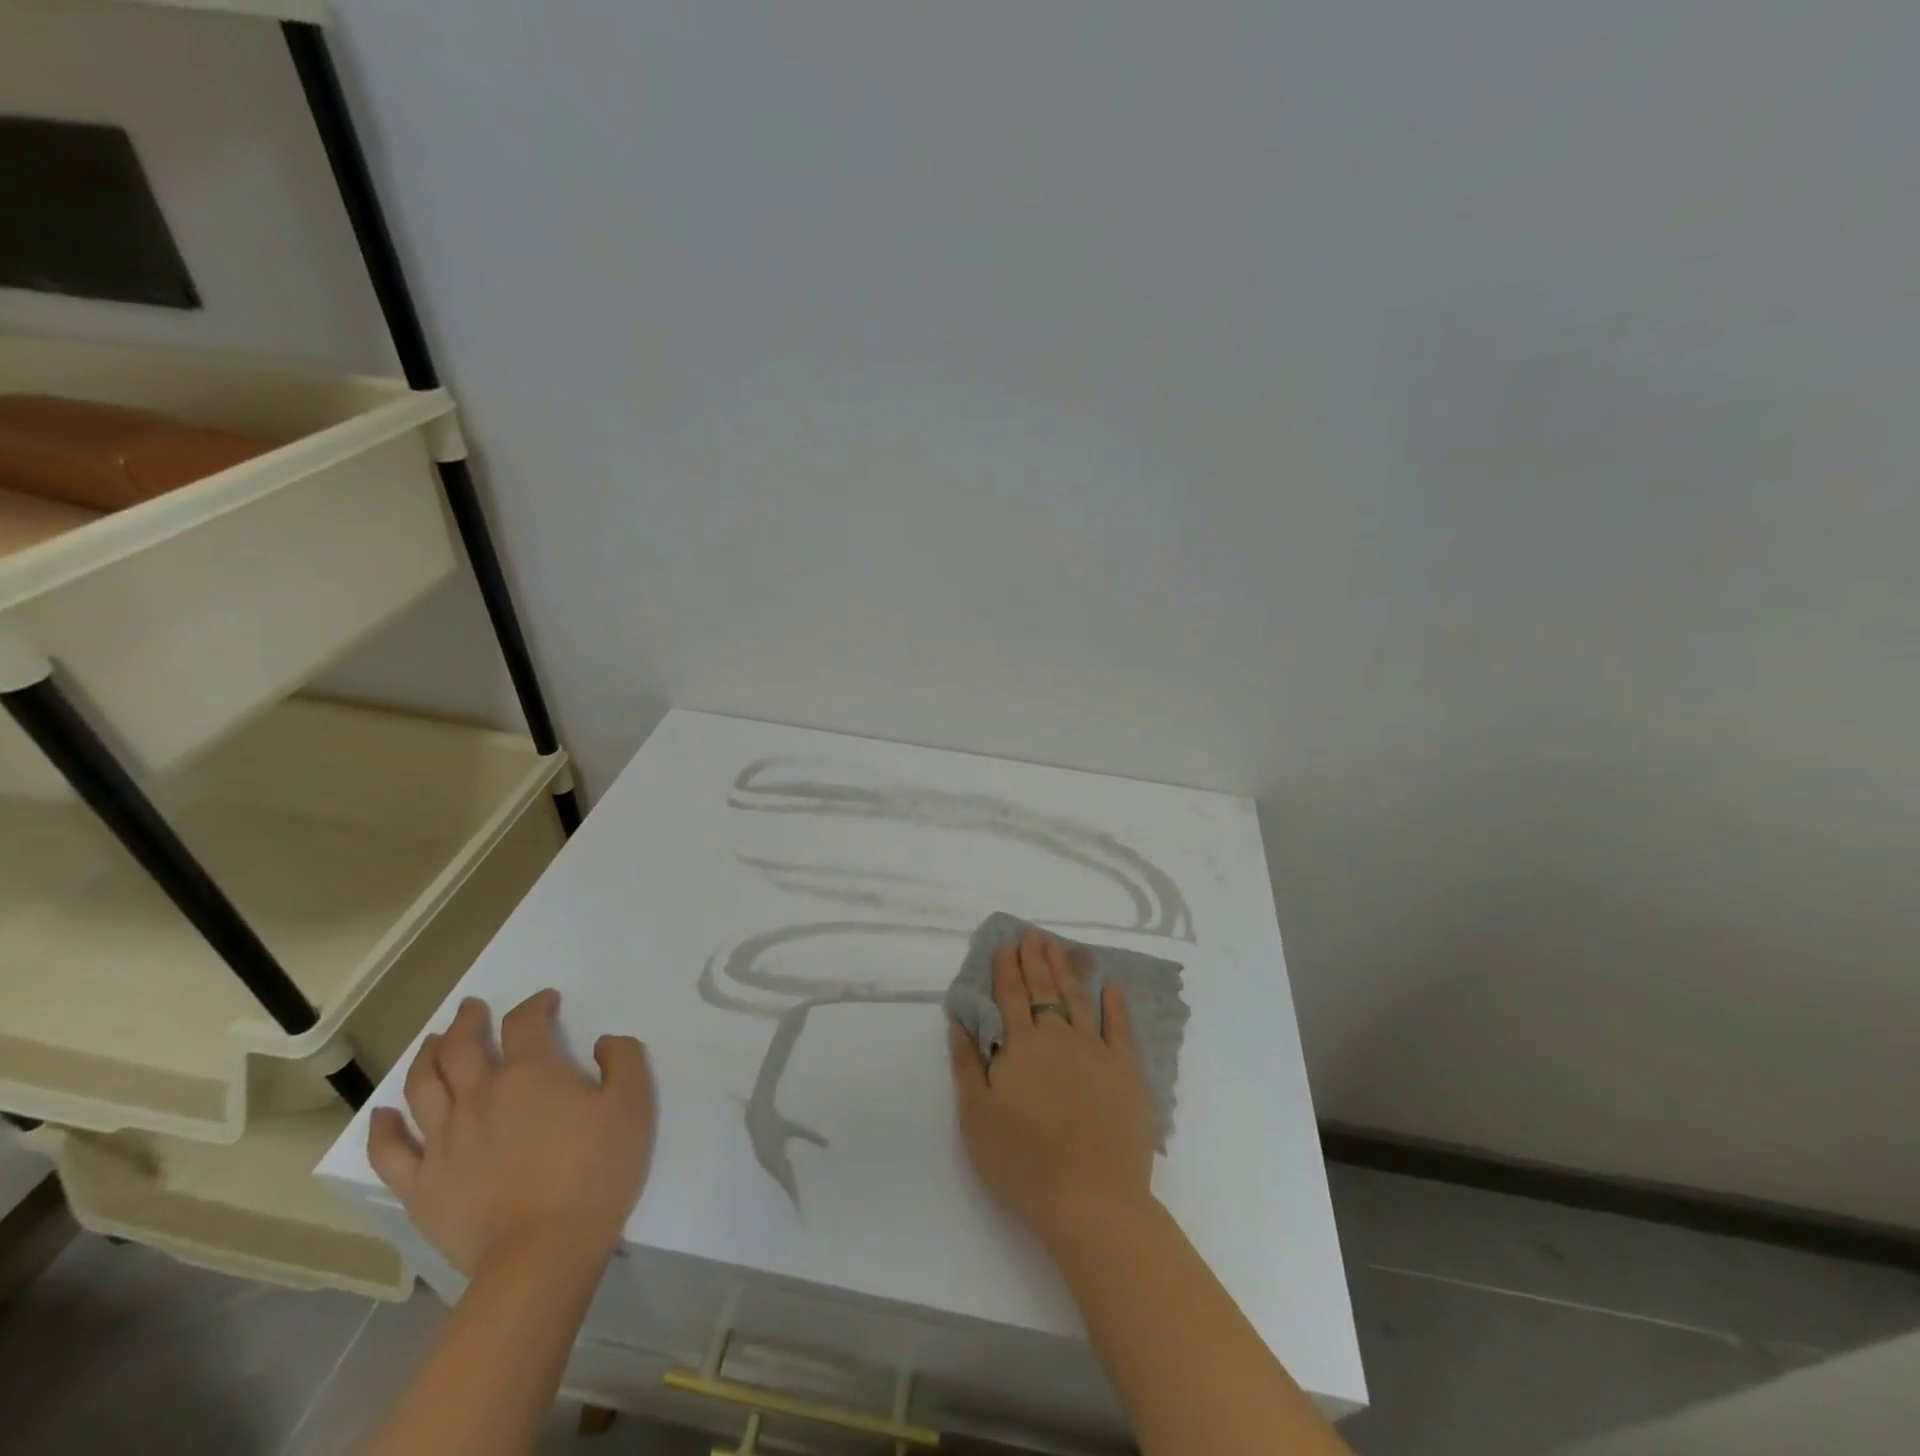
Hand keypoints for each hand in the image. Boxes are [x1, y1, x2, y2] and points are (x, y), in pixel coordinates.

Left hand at [368, 989, 654, 1276]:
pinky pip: (391, 1151)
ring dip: (427, 1057)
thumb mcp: (632, 1105)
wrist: (543, 1252)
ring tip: (433, 1043)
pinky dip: (384, 1128)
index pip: (525, 1023)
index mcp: (531, 1073)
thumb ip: (623, 1060)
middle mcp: (480, 1096)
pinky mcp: (421, 1185)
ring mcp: (444, 1140)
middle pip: (463, 1046)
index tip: (546, 1002)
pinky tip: (384, 1115)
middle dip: (468, 1021)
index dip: (535, 1005)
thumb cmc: (595, 1171)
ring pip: (423, 1086)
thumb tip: (603, 1042)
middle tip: (472, 1008)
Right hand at [949, 928, 1157, 1248]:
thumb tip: (960, 1018)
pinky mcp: (1127, 1071)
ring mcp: (1097, 1051)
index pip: (1010, 996)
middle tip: (1034, 935)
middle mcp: (1059, 1037)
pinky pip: (1120, 1027)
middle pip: (1045, 989)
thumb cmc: (1023, 1164)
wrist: (1092, 1202)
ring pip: (1079, 999)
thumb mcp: (976, 1117)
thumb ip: (966, 1063)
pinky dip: (1115, 1003)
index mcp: (1021, 1046)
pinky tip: (1111, 986)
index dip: (1006, 968)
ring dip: (1068, 970)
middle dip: (1036, 959)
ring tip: (1061, 947)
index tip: (1005, 944)